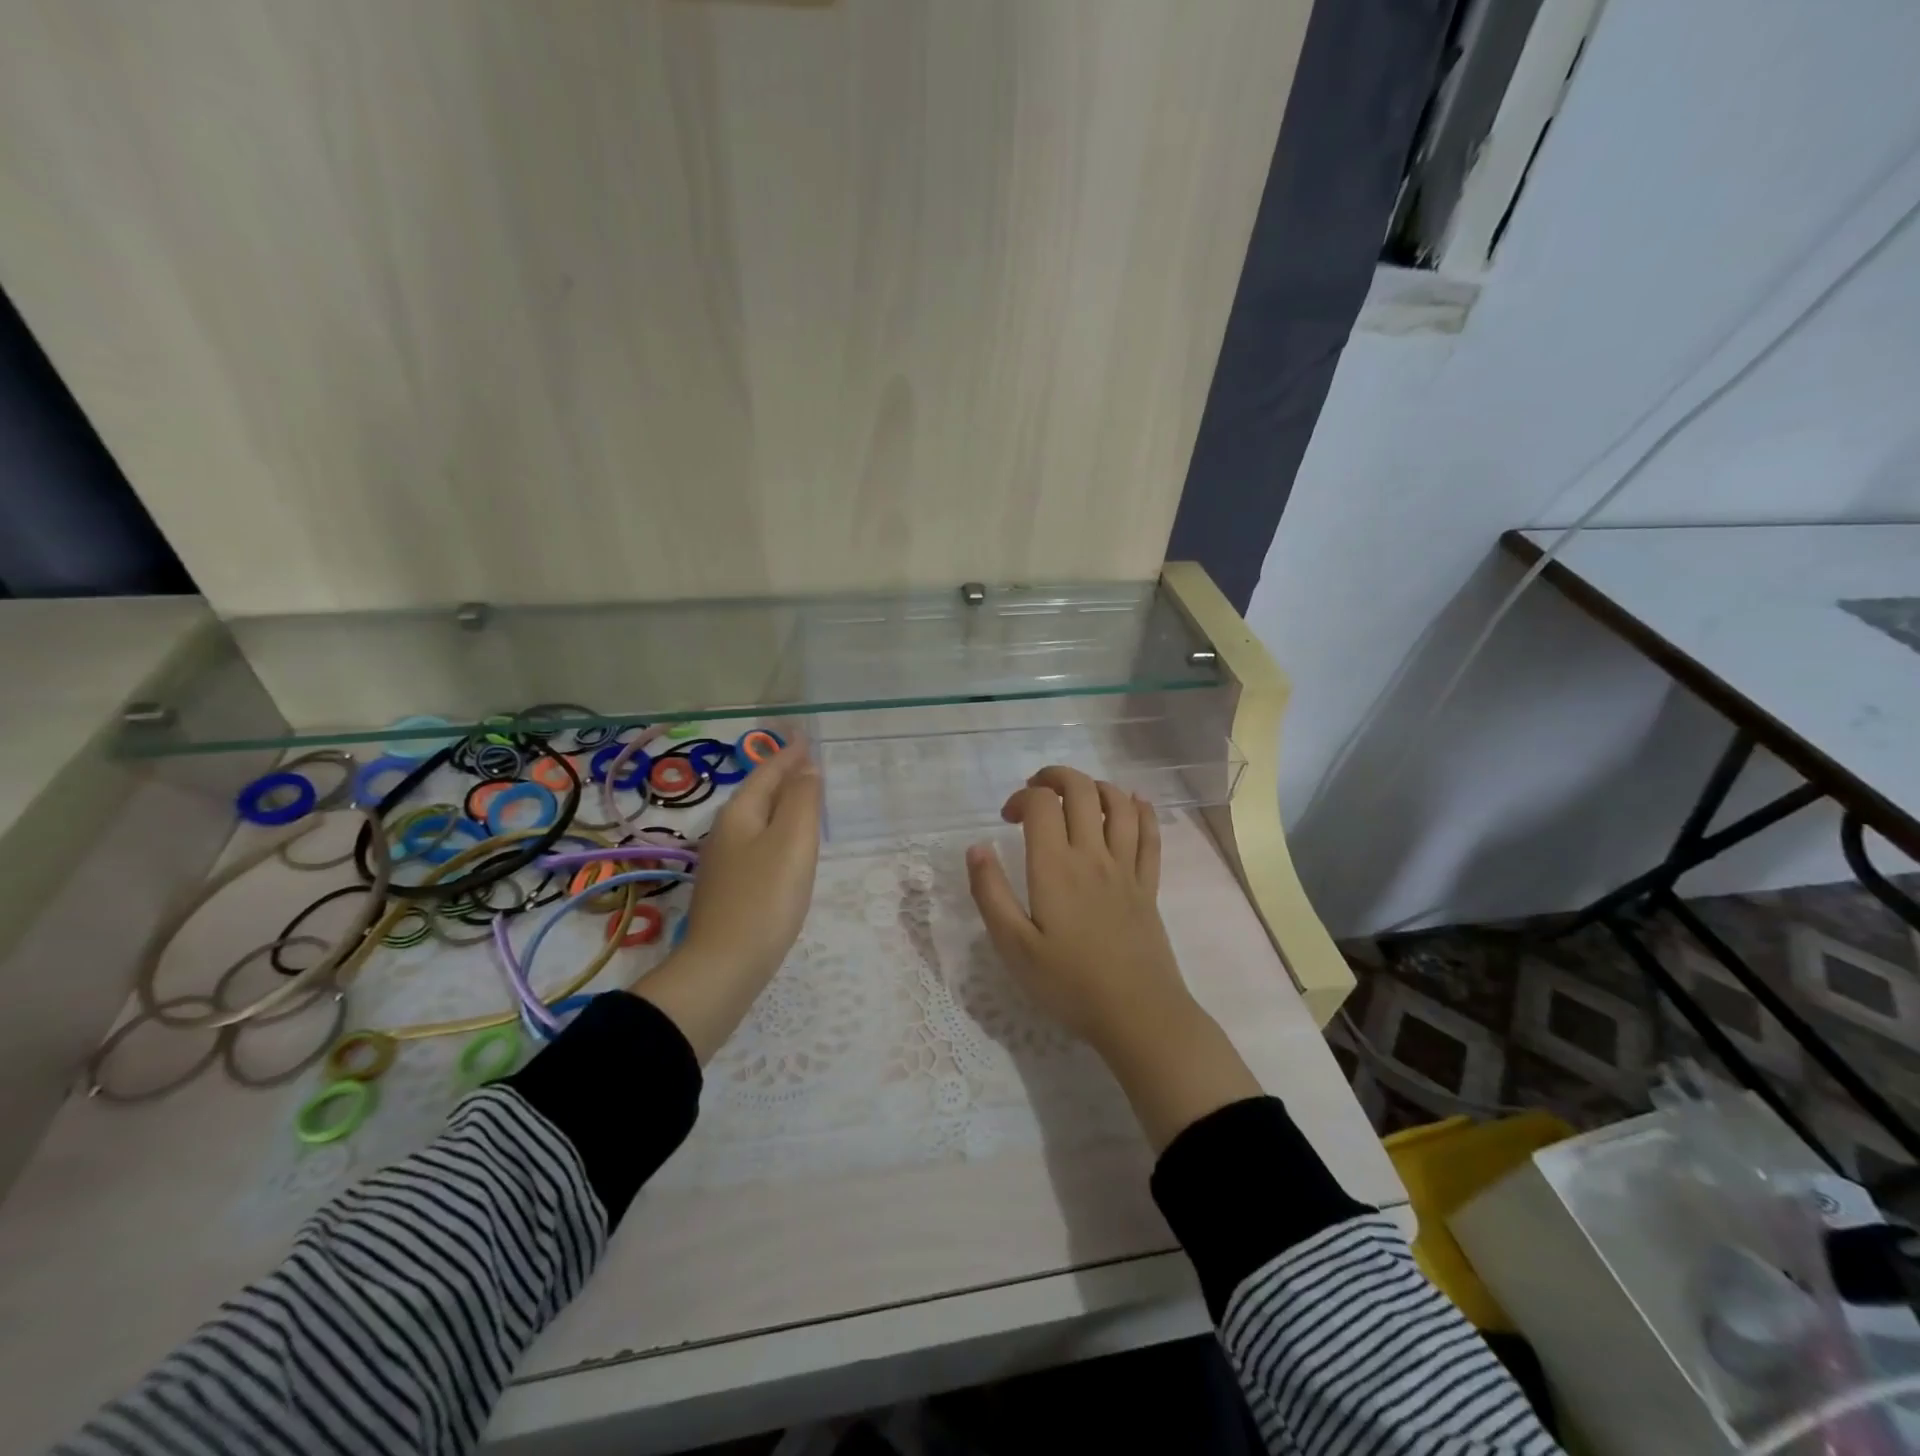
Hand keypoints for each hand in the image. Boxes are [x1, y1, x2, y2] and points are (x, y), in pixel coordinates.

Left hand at [637, 741, 821, 1061]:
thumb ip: (802, 800)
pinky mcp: (730, 890)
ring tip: (803, 798)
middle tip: (809, 763)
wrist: (724, 968)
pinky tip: (786, 849)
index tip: (805, 737)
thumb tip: (806, 767)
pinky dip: (776, 833)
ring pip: (757, 820)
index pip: (767, 773)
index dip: (788, 754)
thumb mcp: (792, 842)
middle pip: (758, 794)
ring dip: (780, 804)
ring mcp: (724, 863)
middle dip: (782, 775)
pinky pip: (757, 845)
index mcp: (740, 815)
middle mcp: (726, 833)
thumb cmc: (765, 899)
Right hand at [966, 766, 1259, 1149]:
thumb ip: (991, 893)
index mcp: (1055, 867)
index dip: (1021, 797)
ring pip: (1119, 804)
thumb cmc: (1068, 984)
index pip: (1041, 804)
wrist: (1137, 1015)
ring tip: (1078, 795)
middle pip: (1082, 790)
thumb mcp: (1013, 946)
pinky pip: (1150, 835)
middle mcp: (1093, 855)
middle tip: (1037, 790)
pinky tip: (1133, 803)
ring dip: (1097, 786)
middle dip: (1056, 776)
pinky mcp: (1149, 886)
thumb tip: (976, 847)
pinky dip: (1141, 810)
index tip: (1006, 819)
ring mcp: (1126, 868)